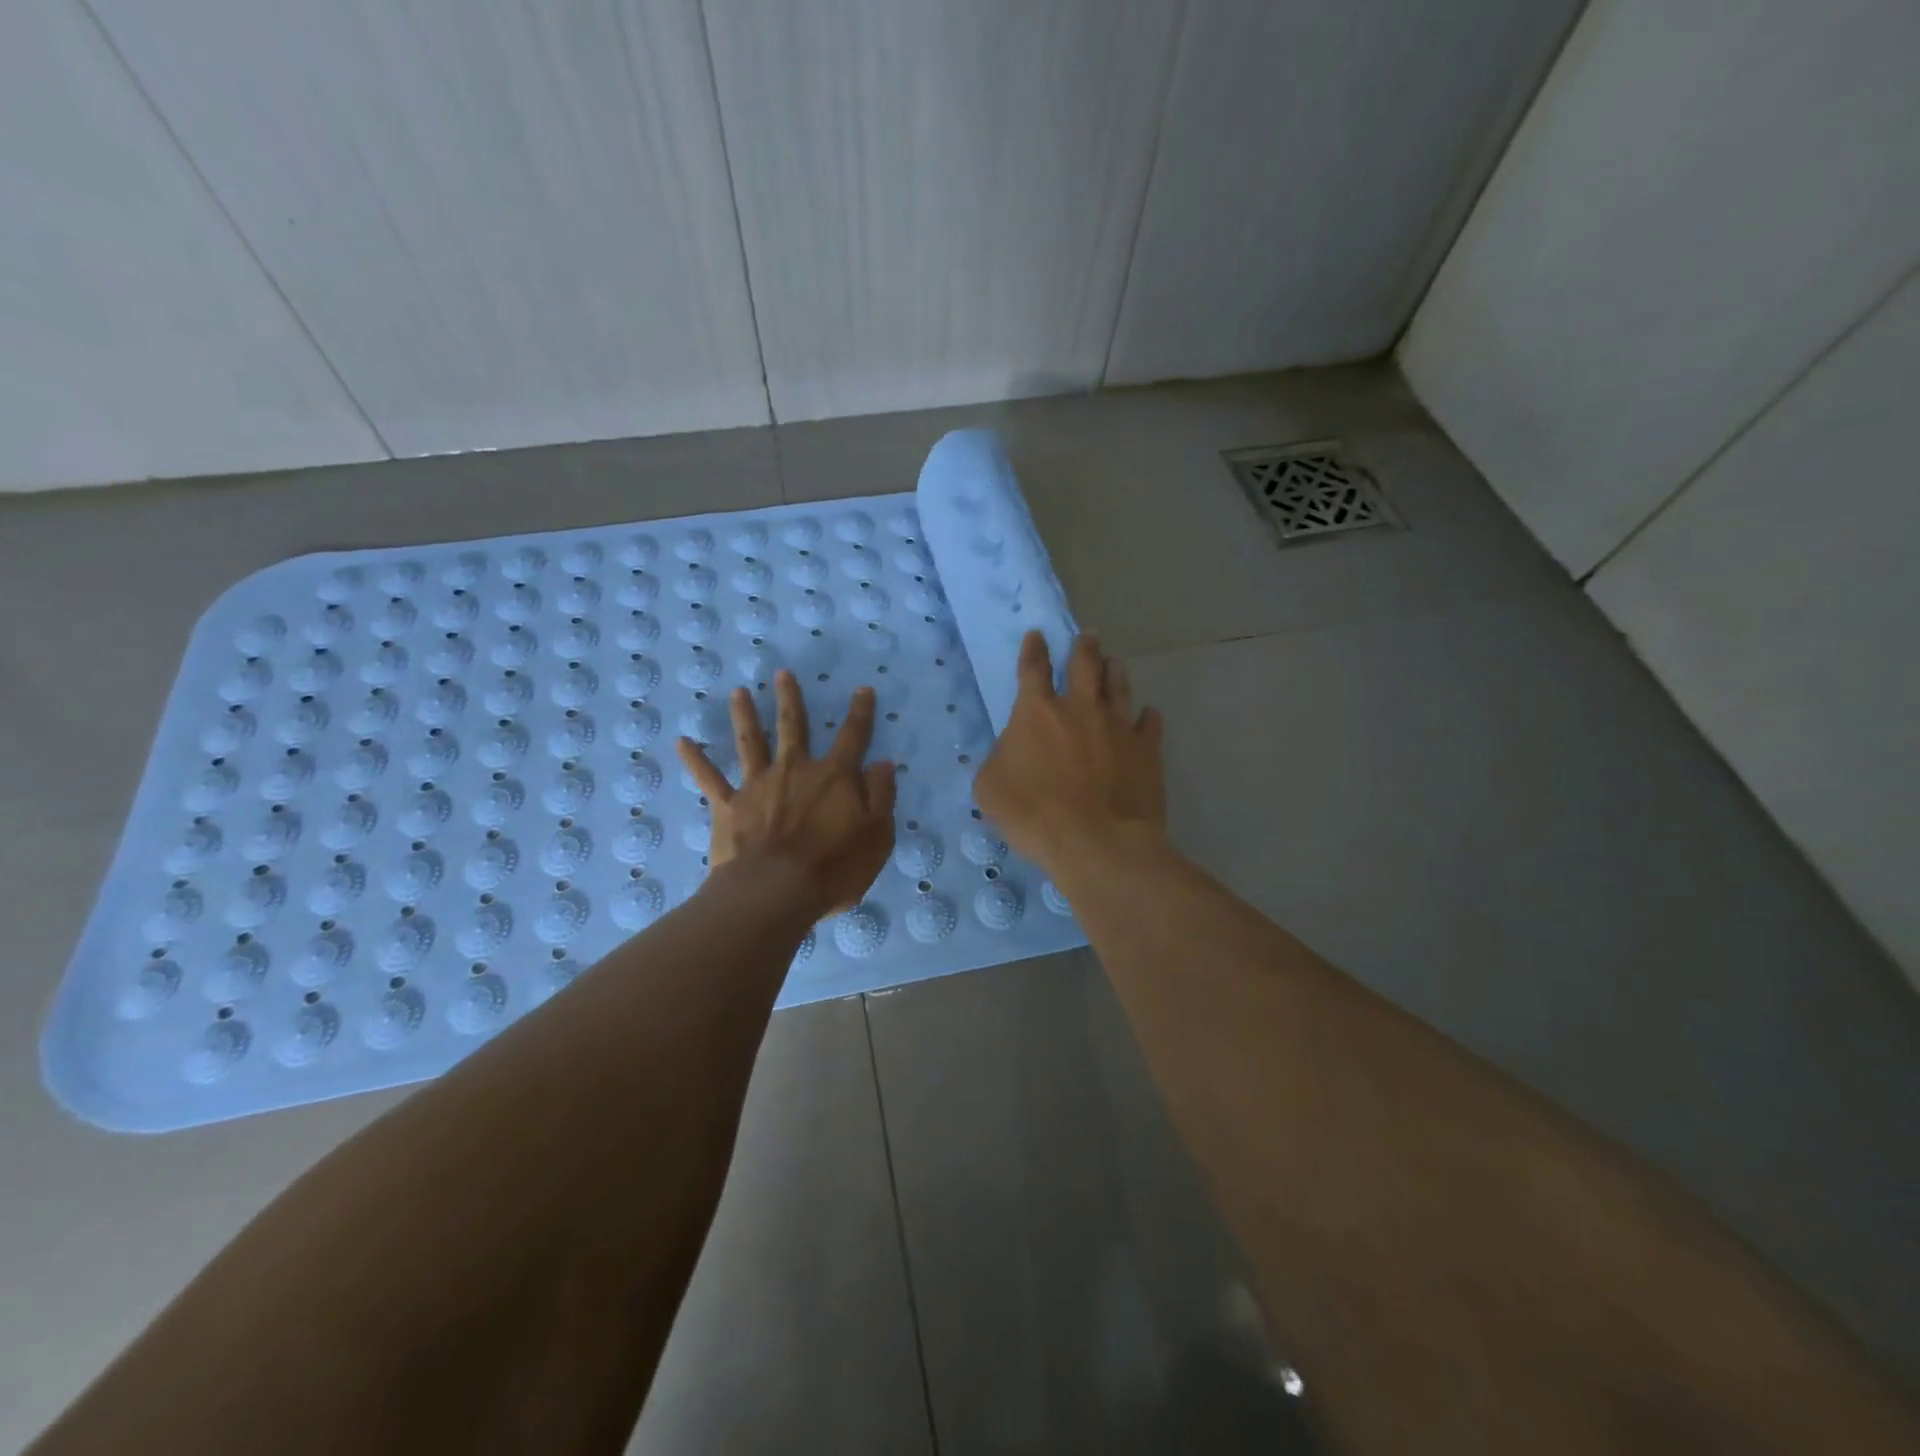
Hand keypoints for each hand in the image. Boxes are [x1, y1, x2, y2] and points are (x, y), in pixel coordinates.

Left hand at [676, 670, 896, 917]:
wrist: (775, 892)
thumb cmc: (834, 868)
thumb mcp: (877, 835)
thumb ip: (881, 796)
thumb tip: (883, 763)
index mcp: (835, 776)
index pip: (854, 736)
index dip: (860, 712)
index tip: (863, 689)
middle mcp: (795, 770)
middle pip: (793, 726)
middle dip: (790, 698)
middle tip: (782, 673)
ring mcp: (758, 785)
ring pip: (750, 742)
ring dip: (744, 715)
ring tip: (738, 693)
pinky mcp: (729, 806)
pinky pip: (710, 779)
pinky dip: (696, 760)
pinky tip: (682, 742)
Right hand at [974, 632, 1165, 872]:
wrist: (1098, 842)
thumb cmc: (1034, 814)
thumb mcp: (991, 789)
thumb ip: (999, 759)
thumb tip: (1012, 752)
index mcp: (1038, 712)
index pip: (1033, 669)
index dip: (1034, 650)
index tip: (1037, 635)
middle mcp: (1081, 709)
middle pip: (1085, 665)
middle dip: (1084, 647)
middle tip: (1088, 637)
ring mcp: (1119, 726)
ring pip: (1119, 686)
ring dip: (1114, 671)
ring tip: (1114, 662)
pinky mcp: (1147, 750)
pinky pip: (1151, 724)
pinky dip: (1148, 717)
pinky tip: (1149, 714)